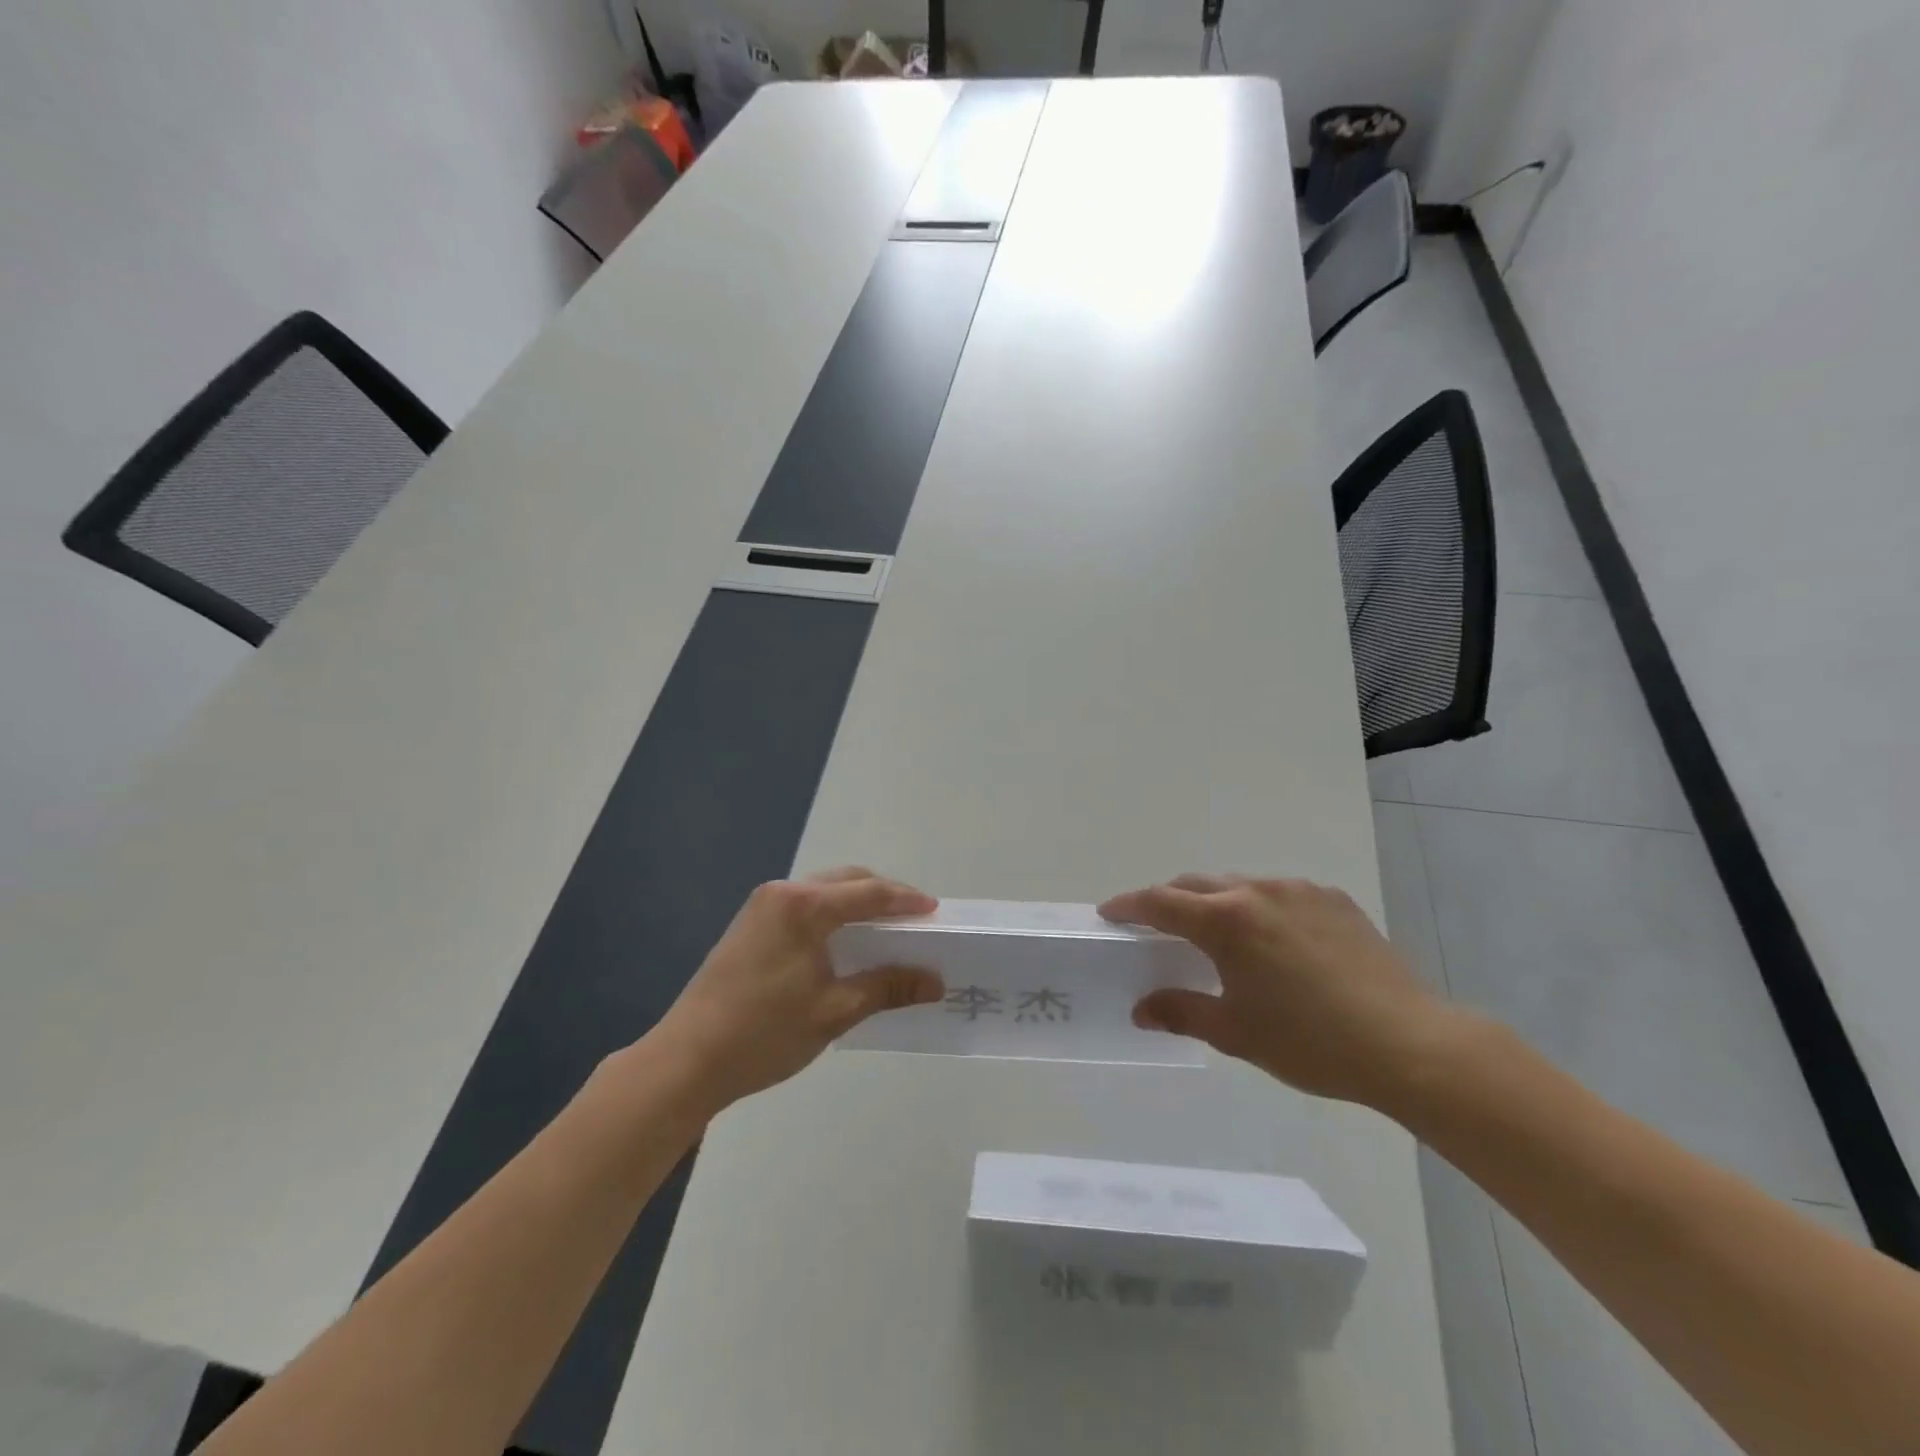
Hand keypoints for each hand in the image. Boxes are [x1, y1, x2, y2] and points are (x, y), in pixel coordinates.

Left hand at [654, 868, 942, 1112]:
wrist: (685, 1060)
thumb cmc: (764, 1033)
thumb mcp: (834, 1011)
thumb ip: (887, 987)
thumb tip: (935, 980)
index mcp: (804, 906)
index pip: (868, 892)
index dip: (905, 900)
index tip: (935, 911)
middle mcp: (782, 893)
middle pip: (845, 881)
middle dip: (883, 896)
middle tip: (914, 920)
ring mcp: (761, 907)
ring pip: (823, 891)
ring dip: (856, 904)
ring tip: (885, 931)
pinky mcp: (750, 925)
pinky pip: (804, 906)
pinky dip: (832, 915)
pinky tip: (844, 942)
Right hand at [1100, 874, 1467, 1107]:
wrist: (1410, 1044)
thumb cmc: (1310, 1042)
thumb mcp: (1235, 1032)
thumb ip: (1180, 1012)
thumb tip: (1142, 1009)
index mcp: (1227, 920)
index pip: (1160, 901)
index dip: (1129, 906)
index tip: (1110, 913)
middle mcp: (1258, 891)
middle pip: (1196, 885)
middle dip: (1169, 901)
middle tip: (1156, 927)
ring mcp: (1300, 890)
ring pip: (1240, 885)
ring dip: (1217, 902)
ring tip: (1218, 935)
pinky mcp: (1334, 900)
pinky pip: (1280, 894)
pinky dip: (1260, 907)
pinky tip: (1275, 942)